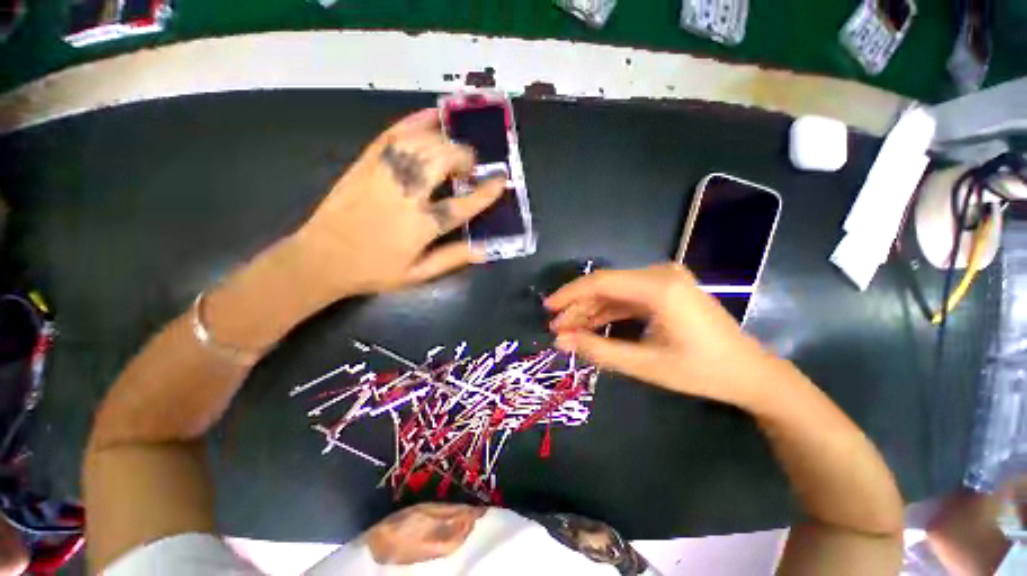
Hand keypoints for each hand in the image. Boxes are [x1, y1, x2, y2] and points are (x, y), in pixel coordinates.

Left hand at [294, 108, 503, 295]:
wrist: (321, 259)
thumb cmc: (373, 271)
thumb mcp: (417, 275)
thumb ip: (451, 260)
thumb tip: (484, 250)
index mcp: (419, 227)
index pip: (461, 206)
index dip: (485, 193)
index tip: (501, 181)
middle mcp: (404, 196)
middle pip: (440, 163)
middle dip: (462, 157)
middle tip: (470, 165)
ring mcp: (382, 176)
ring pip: (419, 145)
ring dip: (443, 141)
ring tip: (453, 148)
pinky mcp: (364, 164)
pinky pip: (391, 136)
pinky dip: (413, 122)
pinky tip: (430, 116)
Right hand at [546, 263, 770, 404]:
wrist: (750, 373)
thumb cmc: (701, 371)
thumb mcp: (645, 365)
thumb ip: (598, 351)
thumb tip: (560, 341)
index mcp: (659, 287)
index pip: (600, 283)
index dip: (570, 294)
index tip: (548, 308)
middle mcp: (660, 274)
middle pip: (605, 285)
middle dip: (578, 306)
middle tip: (557, 327)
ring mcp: (664, 279)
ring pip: (614, 291)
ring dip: (591, 310)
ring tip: (570, 329)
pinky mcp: (665, 289)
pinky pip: (627, 297)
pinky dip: (608, 311)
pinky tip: (593, 325)